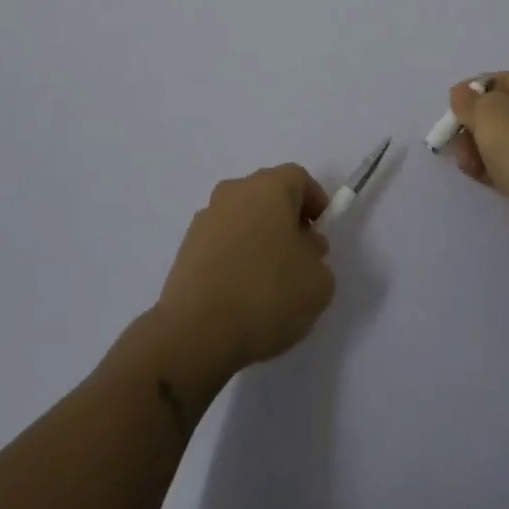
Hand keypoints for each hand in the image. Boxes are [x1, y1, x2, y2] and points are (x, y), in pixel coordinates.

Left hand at [155, 165, 336, 381]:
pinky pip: (221, 241)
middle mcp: (235, 191)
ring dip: (258, 237)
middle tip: (299, 256)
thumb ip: (317, 259)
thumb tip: (302, 249)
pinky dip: (234, 256)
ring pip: (242, 218)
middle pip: (268, 194)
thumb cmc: (267, 294)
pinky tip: (241, 292)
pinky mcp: (186, 246)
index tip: (321, 232)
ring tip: (268, 280)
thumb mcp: (318, 283)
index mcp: (269, 187)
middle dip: (286, 220)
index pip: (298, 178)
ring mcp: (206, 217)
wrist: (197, 330)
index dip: (314, 201)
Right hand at [447, 72, 508, 254]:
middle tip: (456, 139)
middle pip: (505, 112)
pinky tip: (477, 175)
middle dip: (475, 125)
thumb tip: (462, 95)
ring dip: (480, 148)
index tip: (452, 107)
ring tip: (467, 164)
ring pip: (507, 141)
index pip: (506, 80)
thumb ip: (469, 100)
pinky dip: (494, 167)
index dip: (474, 90)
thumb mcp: (489, 112)